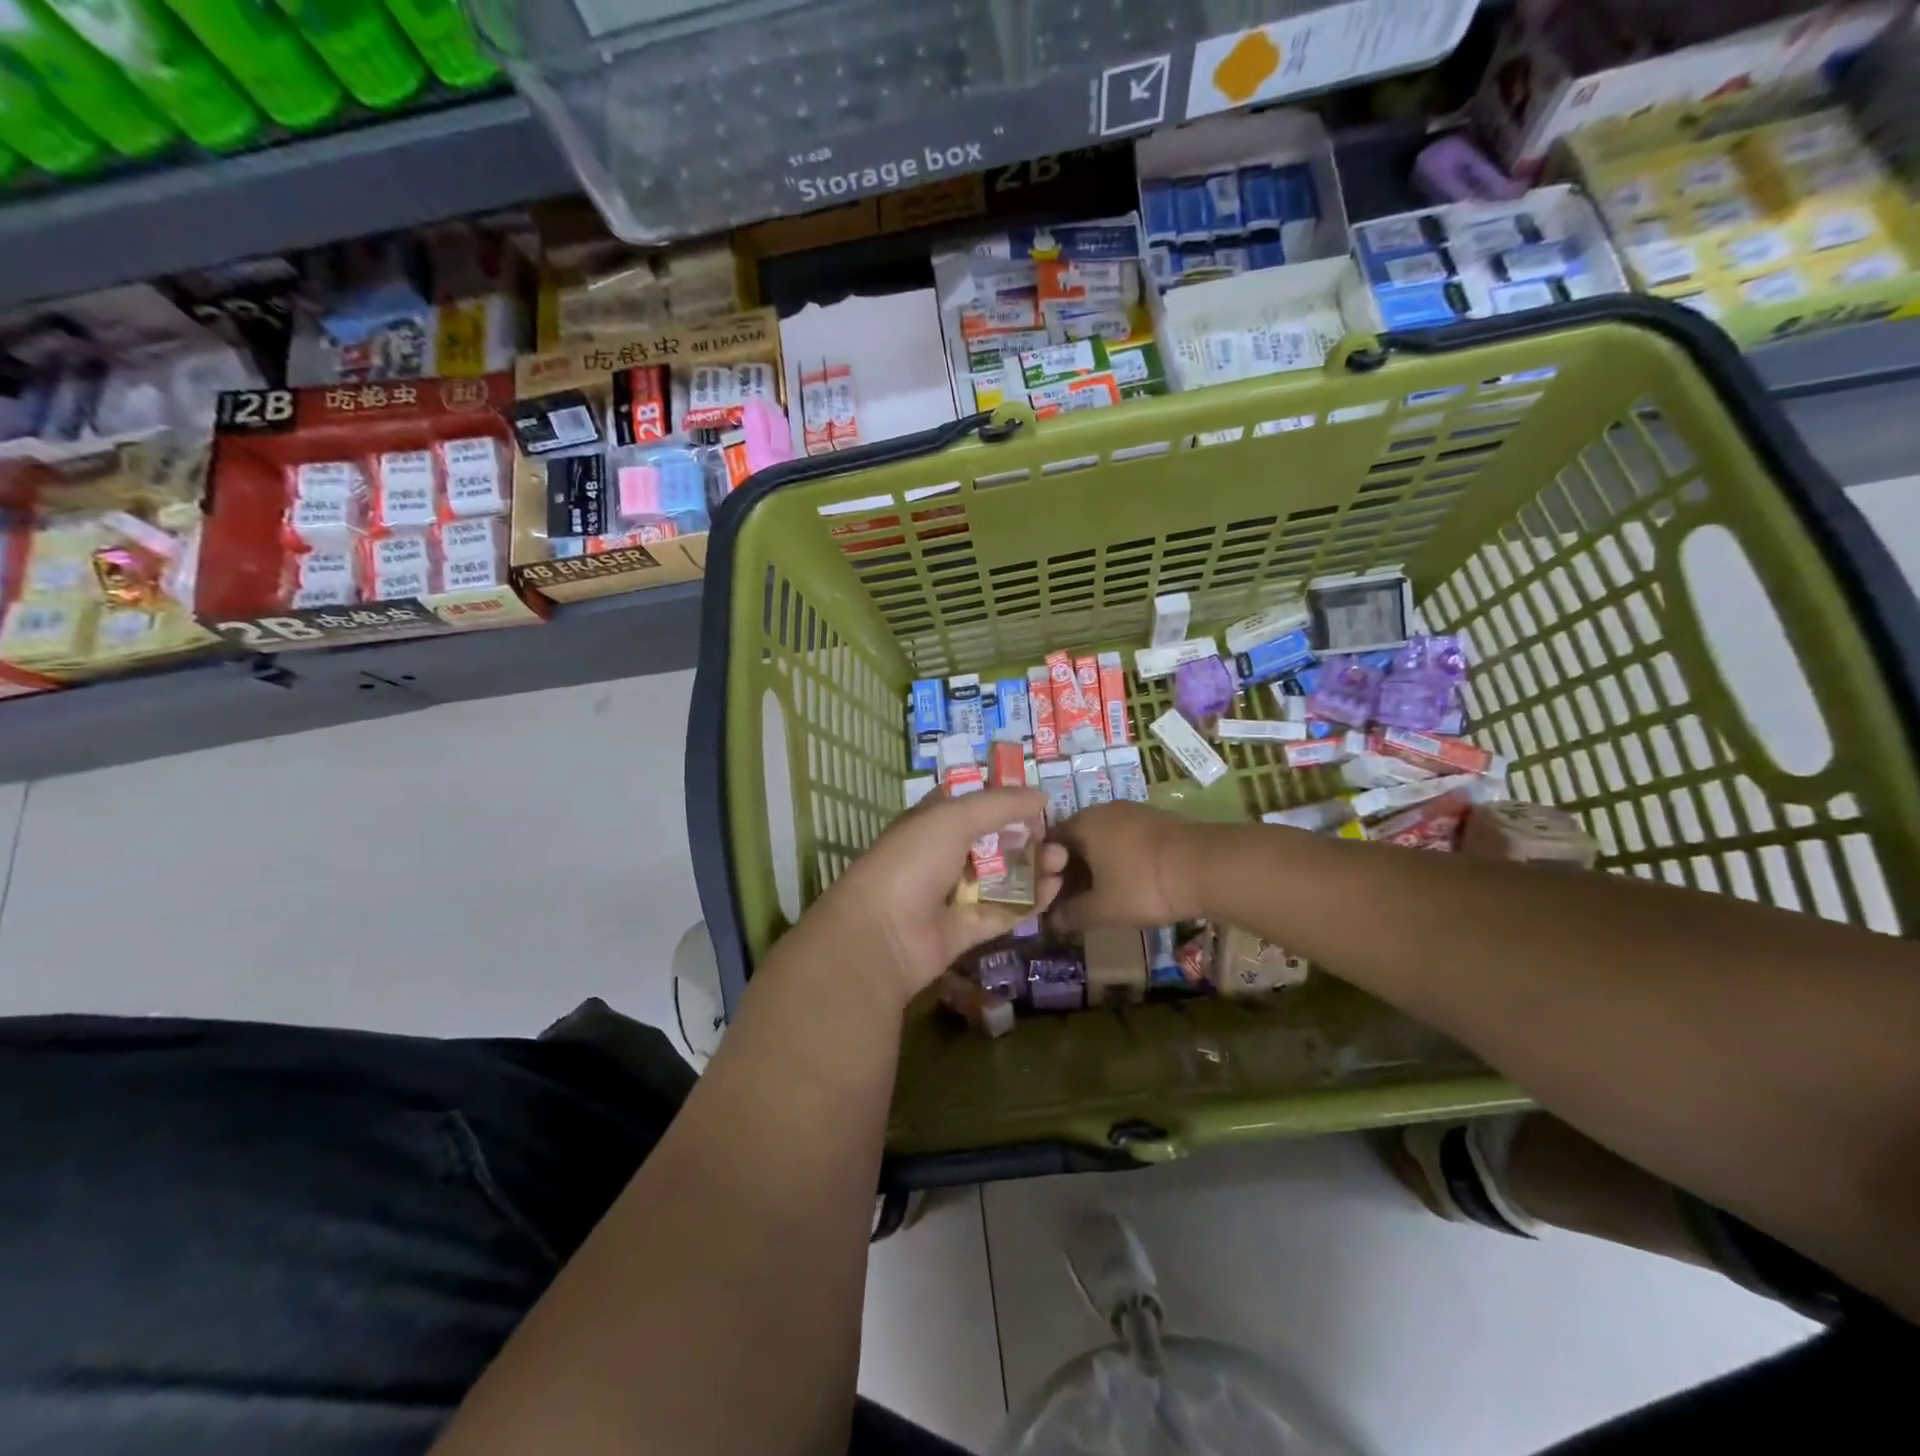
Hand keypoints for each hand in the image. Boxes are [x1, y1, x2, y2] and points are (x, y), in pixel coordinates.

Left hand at [802, 787, 1067, 1004]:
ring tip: (1061, 861)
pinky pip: (1003, 911)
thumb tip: (1041, 796)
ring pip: (1001, 878)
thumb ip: (1000, 804)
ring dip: (1032, 868)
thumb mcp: (953, 817)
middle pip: (992, 842)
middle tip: (1056, 836)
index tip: (1037, 801)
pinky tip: (1054, 888)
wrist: (882, 933)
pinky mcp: (965, 930)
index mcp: (930, 823)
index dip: (1002, 800)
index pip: (970, 805)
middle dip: (1025, 837)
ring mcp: (953, 895)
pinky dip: (1029, 902)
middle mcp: (941, 856)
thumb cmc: (912, 861)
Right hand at [1047, 802, 1205, 931]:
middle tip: (1075, 901)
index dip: (1046, 872)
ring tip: (1103, 895)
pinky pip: (1127, 839)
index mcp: (1083, 823)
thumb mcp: (1102, 909)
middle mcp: (1104, 810)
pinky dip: (1121, 859)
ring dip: (1098, 865)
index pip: (1049, 843)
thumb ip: (1072, 914)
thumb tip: (1053, 921)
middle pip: (1077, 840)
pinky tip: (1131, 882)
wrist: (1207, 867)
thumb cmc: (1143, 885)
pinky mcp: (1158, 820)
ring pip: (1104, 839)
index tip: (1050, 897)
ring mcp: (1134, 811)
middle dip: (1073, 870)